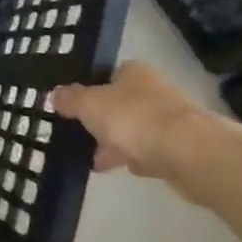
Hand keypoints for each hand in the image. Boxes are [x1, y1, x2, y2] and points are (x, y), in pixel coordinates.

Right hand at [50, 62, 222, 196]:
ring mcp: (170, 119)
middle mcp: (154, 90)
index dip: (91, 90)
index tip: (75, 109)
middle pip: (121, 104)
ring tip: (97, 162)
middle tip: (82, 137)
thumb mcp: (89, 105)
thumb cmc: (133, 118)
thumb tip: (54, 94)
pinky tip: (126, 169)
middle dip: (103, 122)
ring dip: (118, 144)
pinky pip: (151, 151)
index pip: (109, 75)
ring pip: (135, 130)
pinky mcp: (181, 148)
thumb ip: (70, 99)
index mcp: (133, 73)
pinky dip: (138, 158)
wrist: (188, 152)